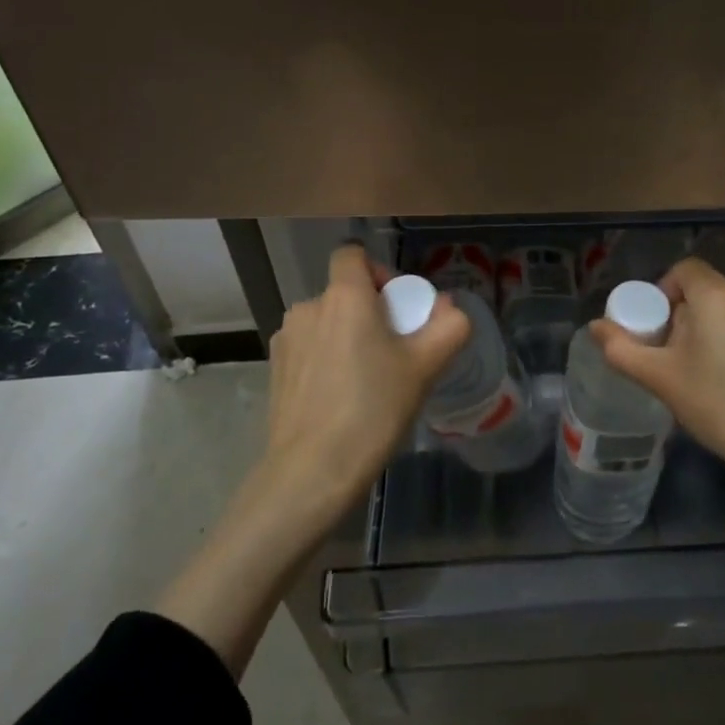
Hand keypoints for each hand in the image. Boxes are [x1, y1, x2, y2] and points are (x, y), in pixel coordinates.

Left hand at [262, 244, 470, 519]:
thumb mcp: (425, 367)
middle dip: (370, 312)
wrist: (312, 471)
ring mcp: (286, 339)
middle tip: (394, 352)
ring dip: (346, 337)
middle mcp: (308, 307)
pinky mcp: (275, 370)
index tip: (396, 305)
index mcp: (343, 296)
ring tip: (367, 379)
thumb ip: (448, 327)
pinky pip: (309, 349)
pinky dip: (326, 360)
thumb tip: (450, 308)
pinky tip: (339, 399)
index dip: (377, 270)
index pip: (351, 254)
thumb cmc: (373, 408)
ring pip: (326, 322)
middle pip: (343, 292)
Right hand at [591, 257, 724, 487]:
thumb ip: (622, 349)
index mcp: (717, 294)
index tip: (654, 327)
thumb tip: (595, 327)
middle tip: (670, 356)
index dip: (662, 291)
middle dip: (682, 316)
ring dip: (709, 331)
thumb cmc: (719, 403)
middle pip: (705, 291)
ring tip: (699, 373)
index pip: (683, 269)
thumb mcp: (661, 378)